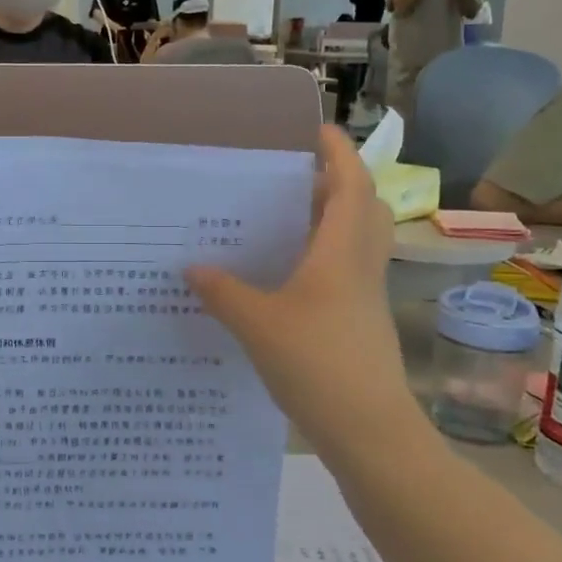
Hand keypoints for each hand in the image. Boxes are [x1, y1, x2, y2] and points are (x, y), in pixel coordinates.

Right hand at [187, 126, 413, 447]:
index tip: (315, 129)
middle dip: (337, 183)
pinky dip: (323, 257)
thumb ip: (223, 292)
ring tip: (284, 220)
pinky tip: (284, 277)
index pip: (350, 185)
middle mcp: (359, 266)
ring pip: (357, 240)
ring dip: (331, 220)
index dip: (338, 152)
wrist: (369, 432)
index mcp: (340, 253)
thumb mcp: (257, 325)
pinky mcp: (360, 322)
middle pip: (363, 208)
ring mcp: (365, 296)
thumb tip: (192, 266)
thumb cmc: (317, 365)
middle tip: (294, 178)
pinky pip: (346, 271)